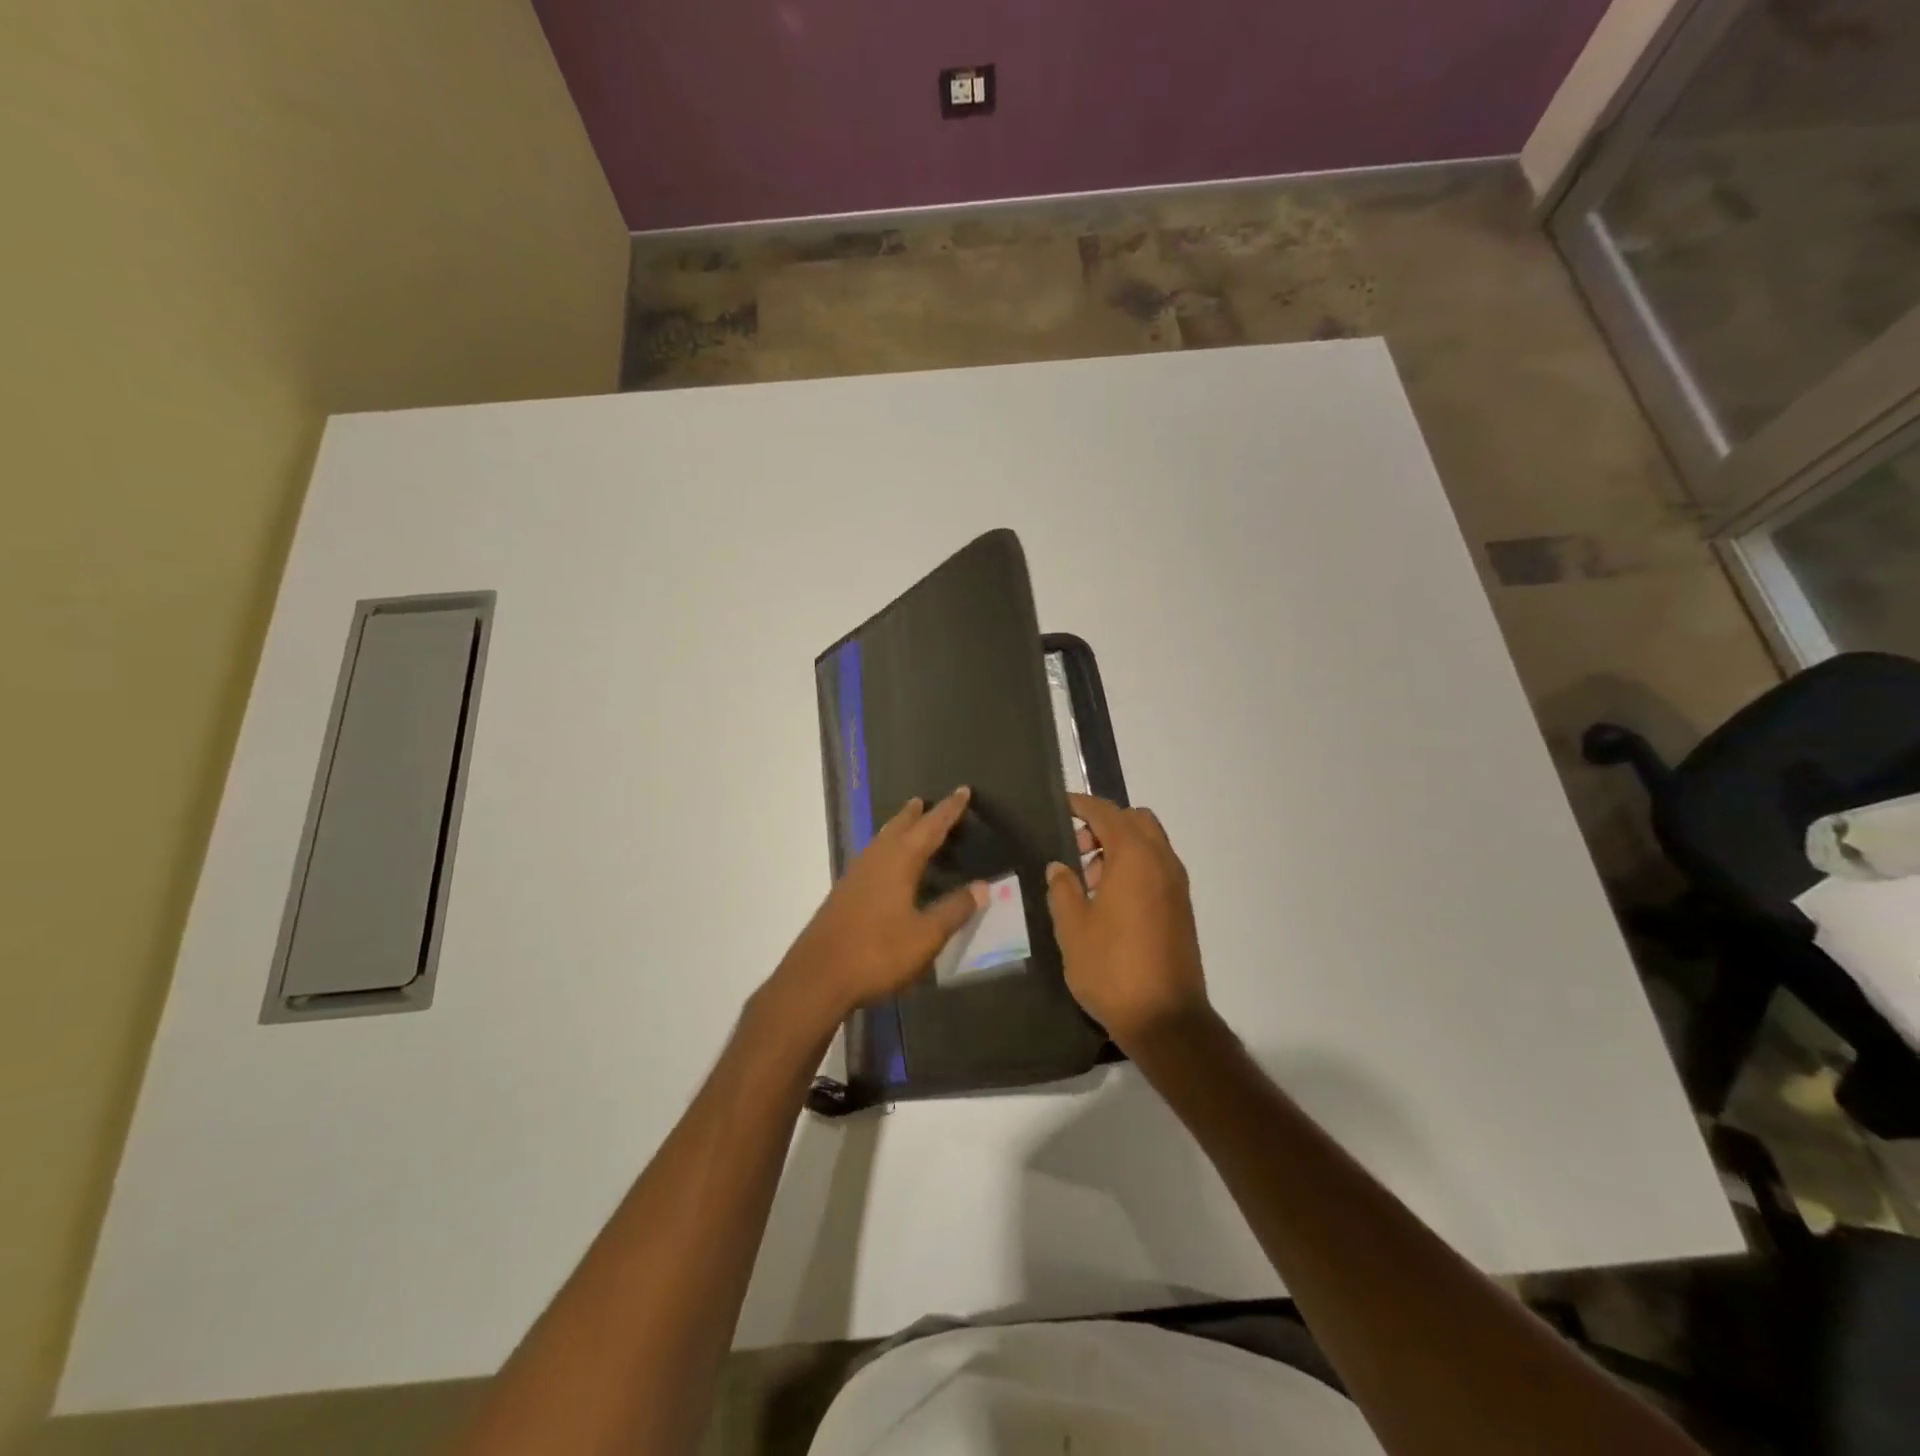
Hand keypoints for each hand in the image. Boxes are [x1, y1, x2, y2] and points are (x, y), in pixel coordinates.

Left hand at [774, 787, 987, 1023]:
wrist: (818, 977)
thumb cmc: (878, 953)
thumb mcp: (926, 936)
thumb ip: (954, 910)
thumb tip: (982, 886)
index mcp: (899, 862)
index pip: (930, 828)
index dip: (949, 811)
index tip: (962, 791)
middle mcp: (875, 860)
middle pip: (898, 828)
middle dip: (915, 814)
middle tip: (924, 801)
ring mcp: (854, 876)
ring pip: (880, 841)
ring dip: (895, 829)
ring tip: (905, 824)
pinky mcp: (843, 894)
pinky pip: (869, 858)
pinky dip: (883, 849)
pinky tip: (883, 865)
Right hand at [1046, 793, 1209, 1050]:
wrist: (1165, 1019)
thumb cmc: (1111, 968)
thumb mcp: (1072, 928)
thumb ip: (1062, 889)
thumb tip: (1060, 867)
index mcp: (1135, 858)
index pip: (1106, 813)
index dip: (1081, 805)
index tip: (1060, 806)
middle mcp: (1162, 862)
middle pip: (1135, 820)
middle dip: (1104, 824)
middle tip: (1076, 849)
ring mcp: (1177, 886)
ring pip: (1149, 844)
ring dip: (1120, 847)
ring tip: (1088, 882)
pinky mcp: (1181, 908)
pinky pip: (1157, 868)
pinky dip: (1134, 867)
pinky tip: (1109, 902)